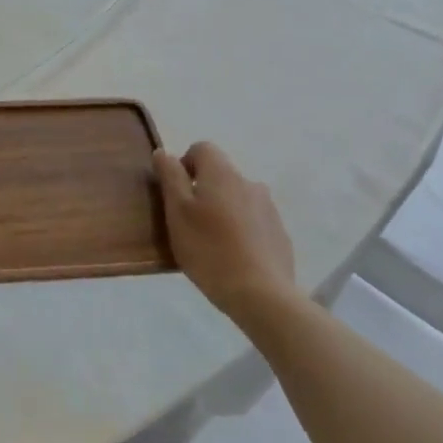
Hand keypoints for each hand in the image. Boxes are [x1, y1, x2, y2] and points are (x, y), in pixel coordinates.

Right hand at [152, 142, 295, 325]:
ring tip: (211, 241)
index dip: (184, 164)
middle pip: (220, 174)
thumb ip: (170, 177)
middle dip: (202, 190)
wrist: (261, 294)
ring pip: (237, 198)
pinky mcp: (279, 233)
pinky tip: (232, 256)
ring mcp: (268, 208)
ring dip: (222, 209)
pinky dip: (240, 229)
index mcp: (222, 174)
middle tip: (188, 222)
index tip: (176, 192)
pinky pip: (253, 220)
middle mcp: (249, 183)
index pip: (202, 148)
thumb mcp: (177, 212)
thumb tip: (163, 152)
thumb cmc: (208, 249)